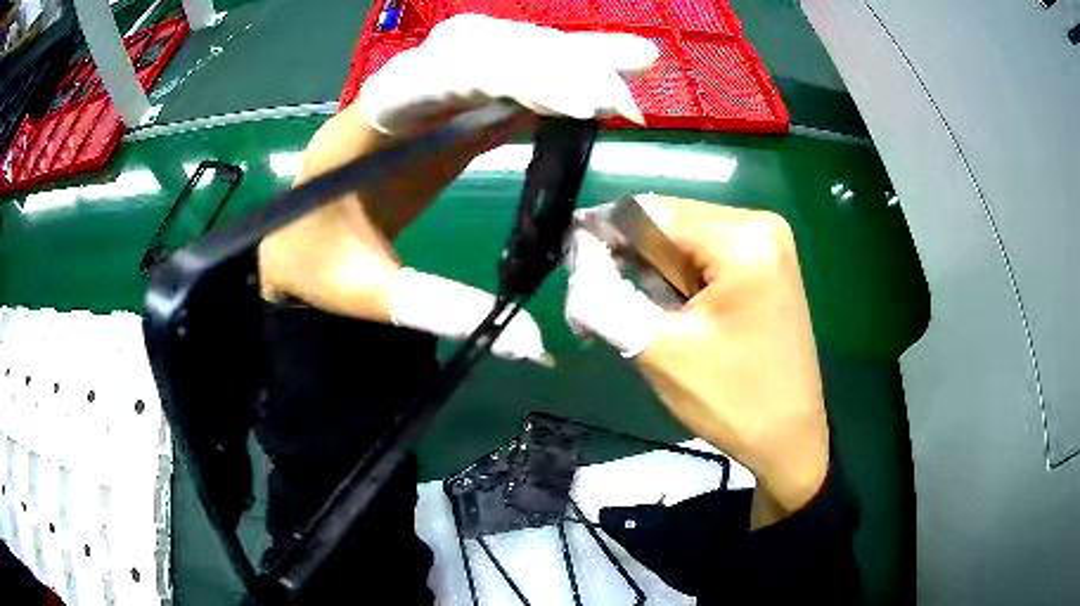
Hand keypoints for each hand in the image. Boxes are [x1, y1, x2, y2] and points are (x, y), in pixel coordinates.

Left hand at [258, 15, 657, 362]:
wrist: (293, 246)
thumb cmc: (314, 265)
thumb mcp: (362, 292)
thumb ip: (435, 307)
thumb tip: (533, 345)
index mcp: (363, 128)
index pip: (436, 79)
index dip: (509, 76)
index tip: (583, 102)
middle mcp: (398, 96)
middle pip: (477, 48)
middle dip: (552, 61)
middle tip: (619, 97)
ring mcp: (428, 100)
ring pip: (498, 52)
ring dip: (565, 54)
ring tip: (634, 63)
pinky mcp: (450, 116)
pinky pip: (507, 84)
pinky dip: (556, 79)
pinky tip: (600, 87)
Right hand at [564, 195, 828, 526]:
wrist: (790, 438)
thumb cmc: (733, 400)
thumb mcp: (660, 351)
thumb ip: (605, 299)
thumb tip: (576, 263)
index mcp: (741, 238)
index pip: (648, 213)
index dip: (602, 236)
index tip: (574, 272)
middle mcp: (759, 223)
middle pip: (666, 221)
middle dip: (628, 259)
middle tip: (604, 308)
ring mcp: (767, 241)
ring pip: (681, 238)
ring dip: (651, 272)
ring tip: (642, 319)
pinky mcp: (765, 262)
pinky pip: (704, 253)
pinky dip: (677, 278)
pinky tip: (673, 313)